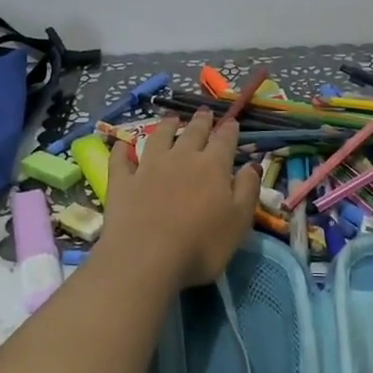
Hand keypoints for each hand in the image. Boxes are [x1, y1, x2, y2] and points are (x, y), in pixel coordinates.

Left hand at [100, 112, 259, 288]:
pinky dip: (122, 150)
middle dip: (201, 121)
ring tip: (171, 118)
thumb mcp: (239, 222)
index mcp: (213, 166)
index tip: (232, 122)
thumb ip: (247, 189)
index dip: (229, 130)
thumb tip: (252, 164)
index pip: (224, 140)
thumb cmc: (202, 246)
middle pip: (193, 132)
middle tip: (204, 112)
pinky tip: (121, 145)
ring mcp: (148, 167)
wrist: (147, 259)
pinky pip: (121, 159)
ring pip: (159, 137)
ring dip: (166, 126)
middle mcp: (181, 158)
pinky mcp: (122, 181)